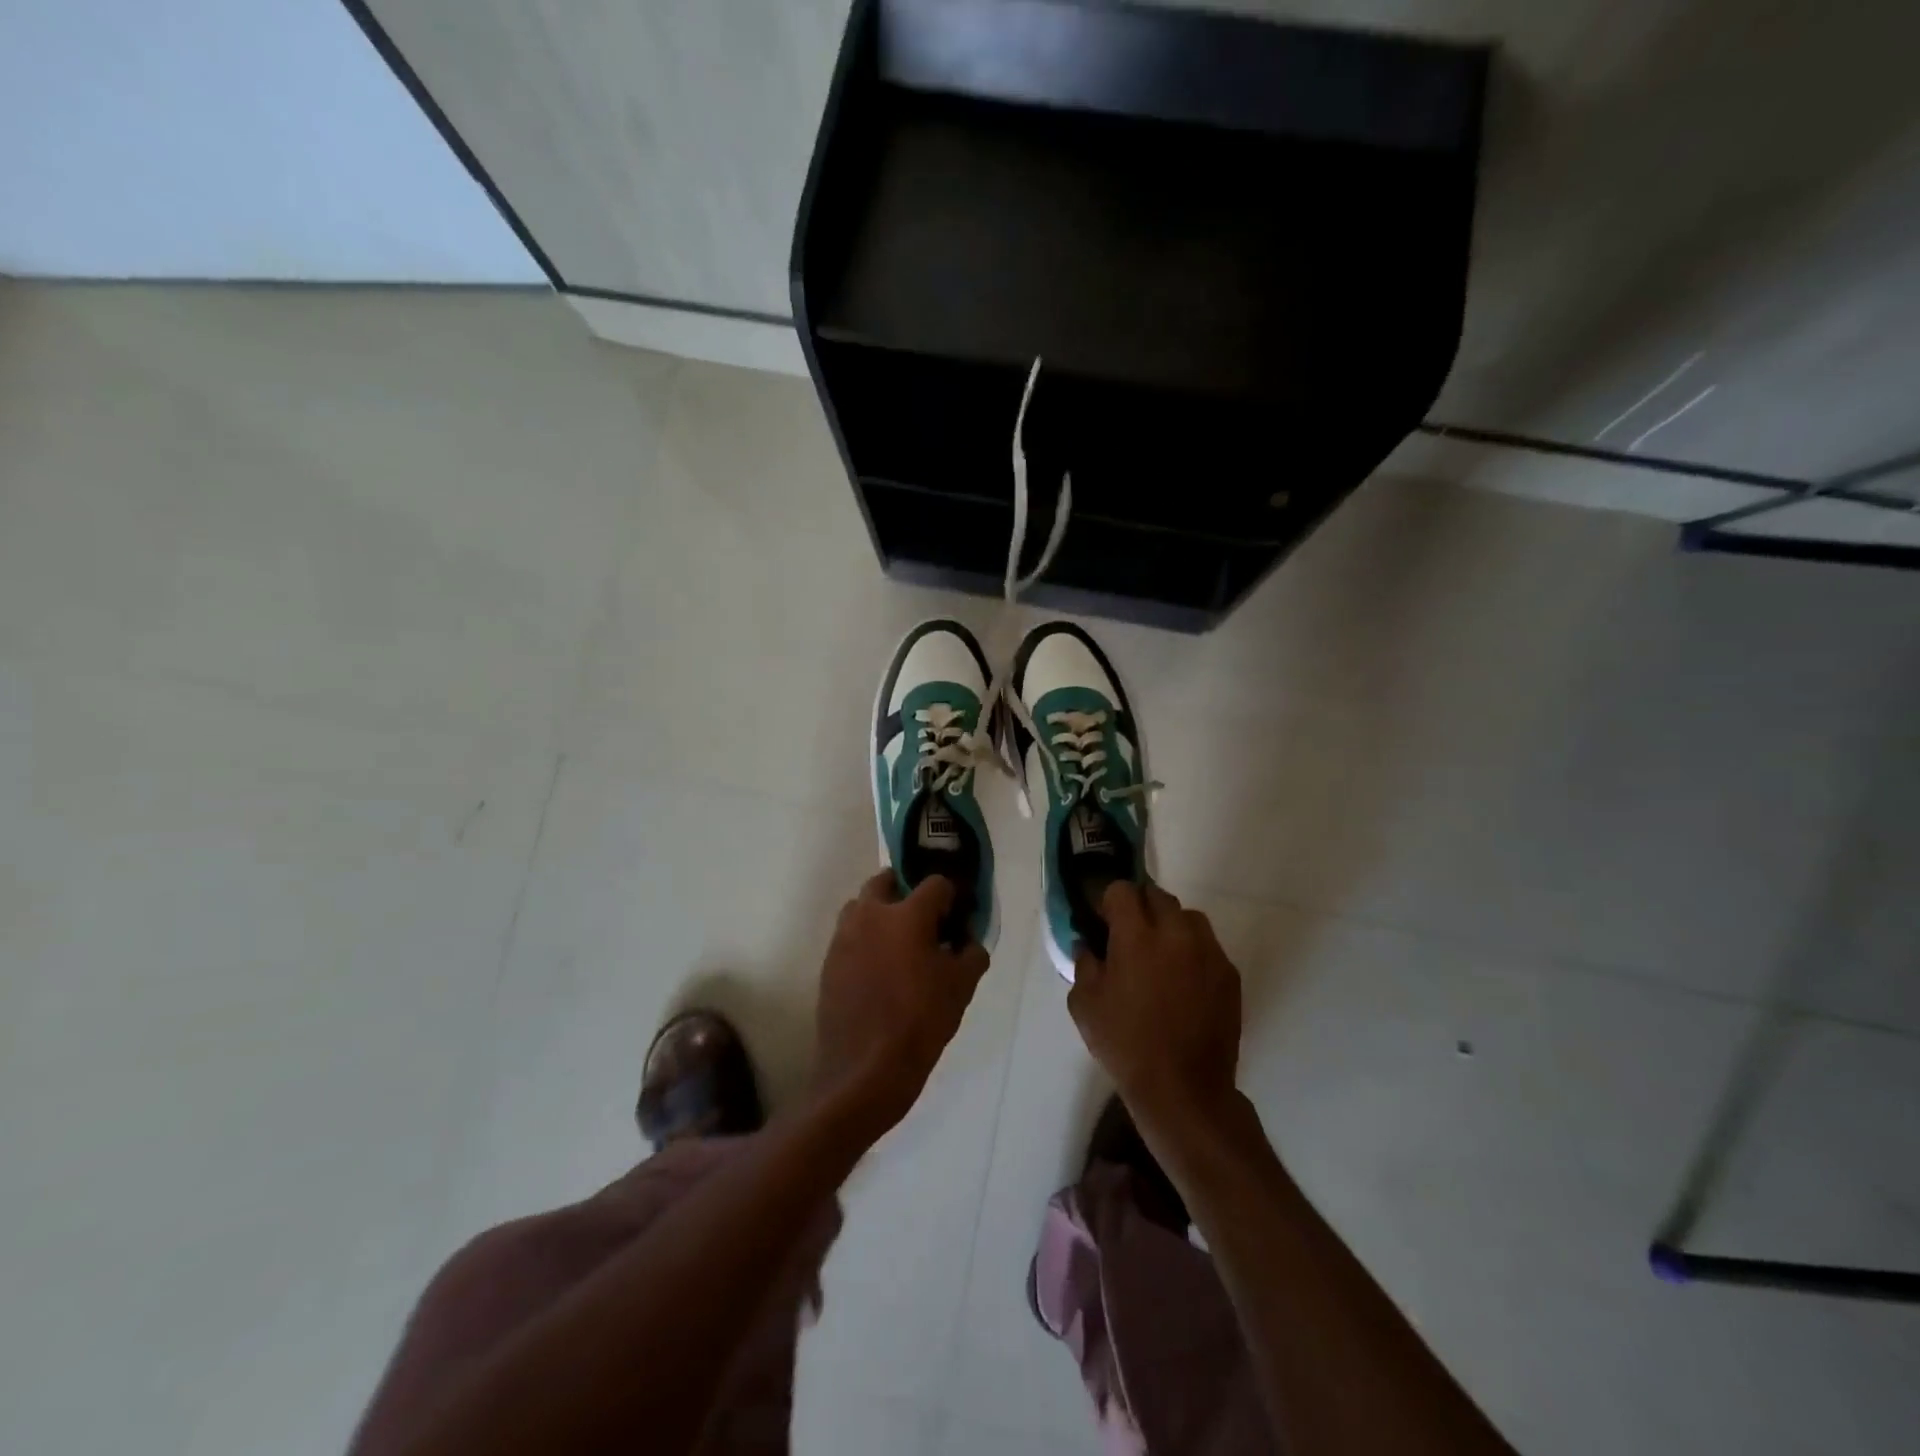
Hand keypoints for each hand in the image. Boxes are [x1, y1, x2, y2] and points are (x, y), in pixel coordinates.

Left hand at [814, 872, 989, 1138]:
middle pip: (886, 881)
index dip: (950, 897)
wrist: (866, 1070)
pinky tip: (880, 971)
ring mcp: (844, 937)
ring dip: (880, 913)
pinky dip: (865, 941)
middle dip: (906, 891)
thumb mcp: (962, 987)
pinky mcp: (829, 962)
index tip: (957, 917)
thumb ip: (971, 953)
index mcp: (907, 914)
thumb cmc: (921, 1021)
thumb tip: (968, 941)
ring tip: (899, 944)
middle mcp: (870, 915)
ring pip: (861, 907)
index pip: (935, 884)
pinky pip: (849, 936)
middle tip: (924, 920)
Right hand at [1070, 881, 1242, 1133]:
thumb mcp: (1085, 1004)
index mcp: (1137, 936)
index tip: (1102, 921)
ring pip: (1187, 917)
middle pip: (1157, 895)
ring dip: (1169, 925)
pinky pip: (1208, 946)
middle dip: (1139, 908)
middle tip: (1128, 936)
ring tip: (1159, 954)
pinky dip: (1192, 951)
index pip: (1122, 890)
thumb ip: (1084, 963)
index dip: (1108, 901)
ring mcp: (1208, 952)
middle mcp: (1176, 933)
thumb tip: (1088, 943)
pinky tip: (1182, 980)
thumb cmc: (1125, 1044)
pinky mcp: (1229, 973)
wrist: (1183, 1088)